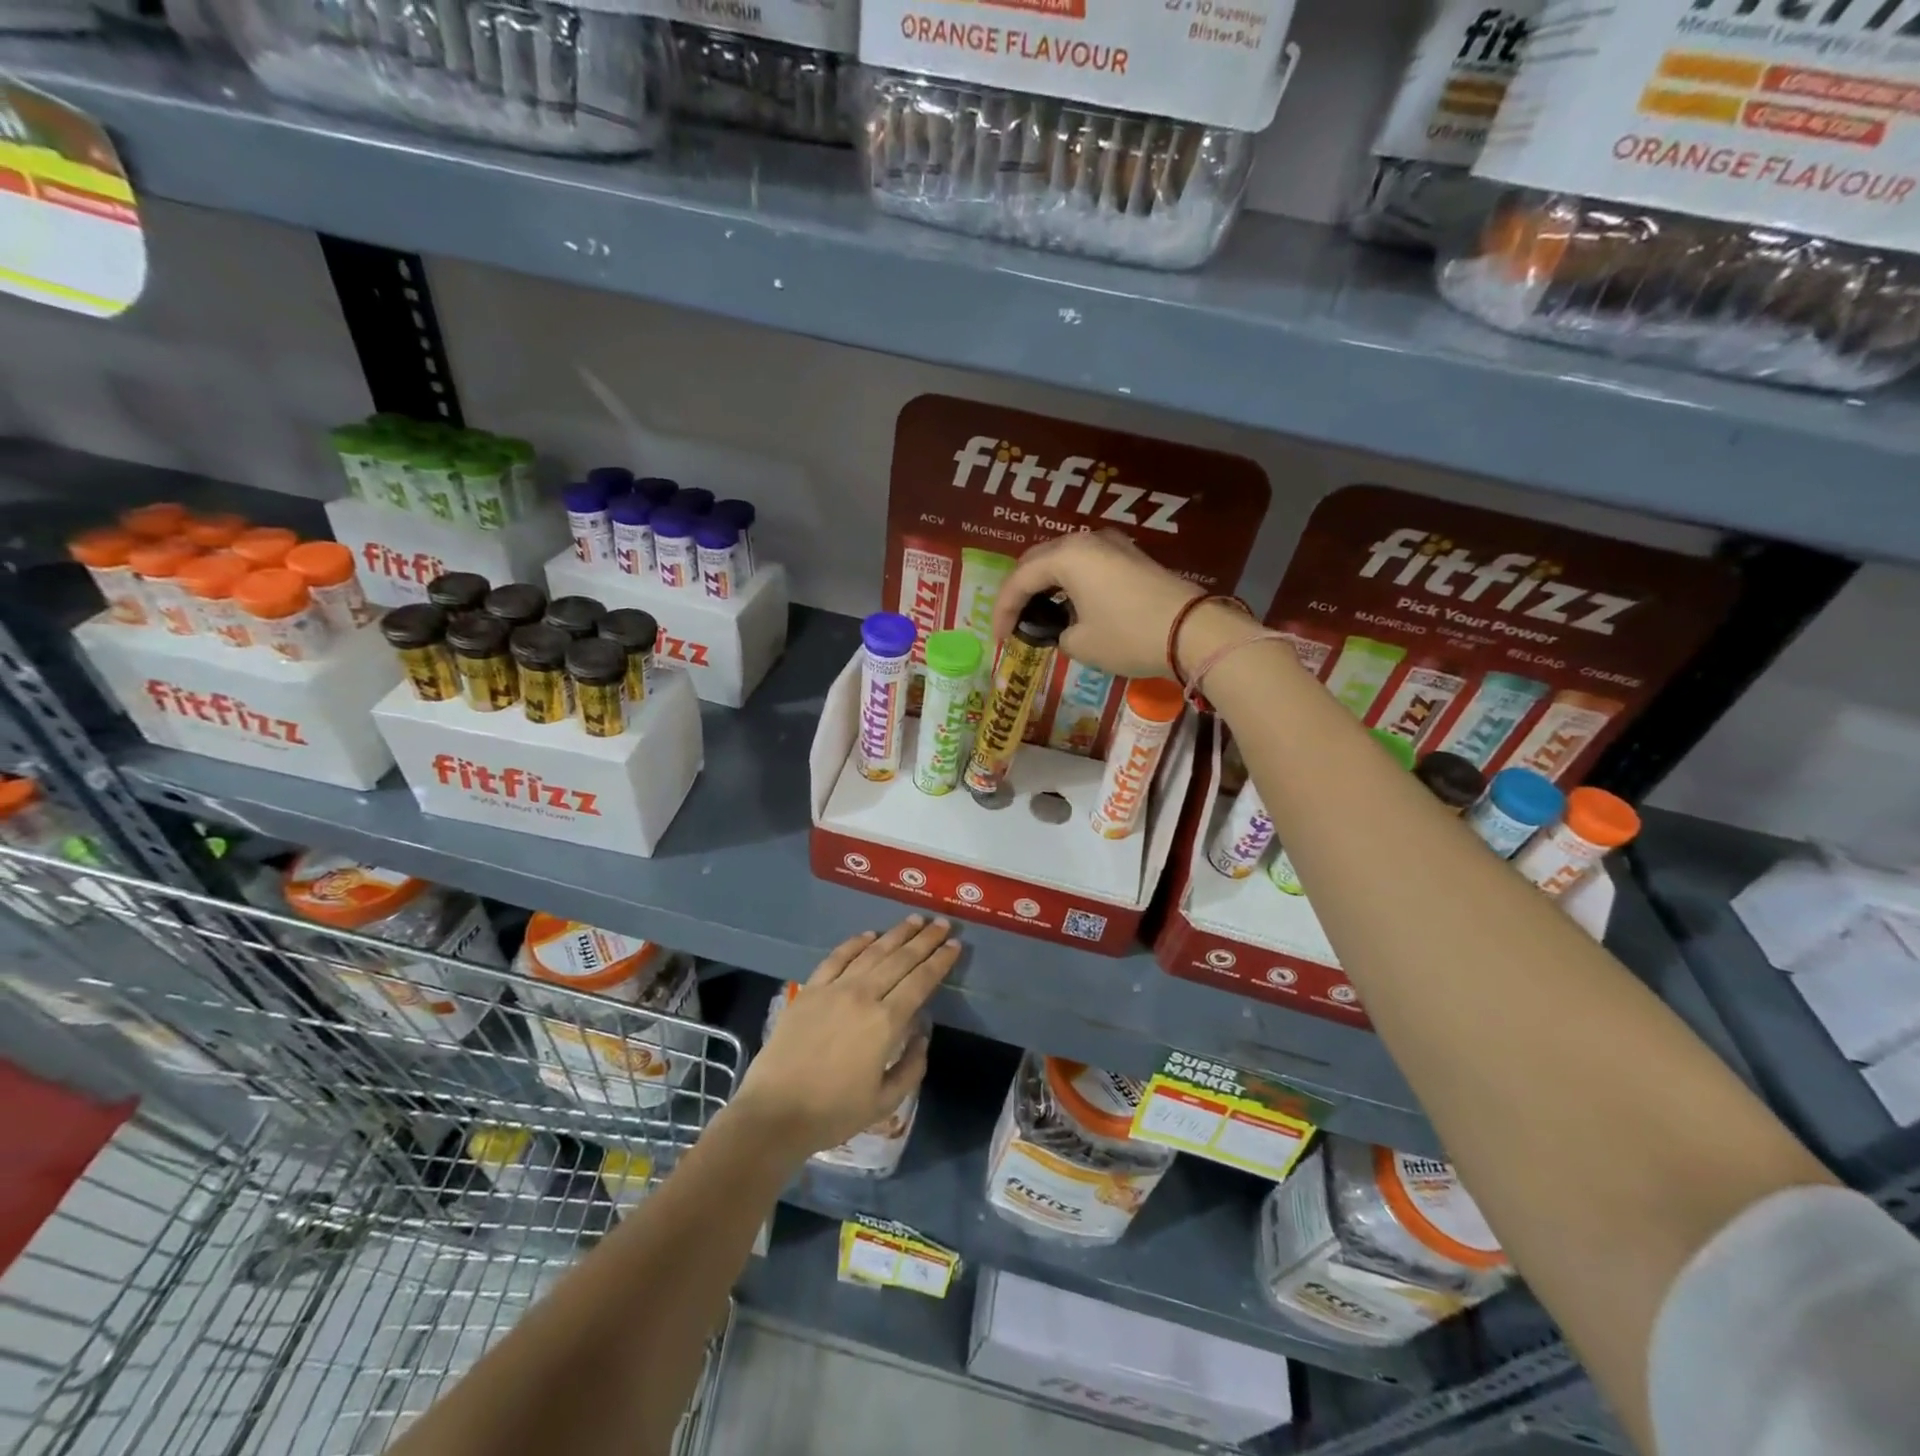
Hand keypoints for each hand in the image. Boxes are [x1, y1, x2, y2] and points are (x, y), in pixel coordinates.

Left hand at [733, 916, 958, 1159]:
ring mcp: (833, 989)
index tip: (955, 945)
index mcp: (886, 1023)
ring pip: (871, 952)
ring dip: (895, 934)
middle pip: (900, 960)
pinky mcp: (809, 990)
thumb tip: (922, 1035)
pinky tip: (869, 935)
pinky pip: (836, 958)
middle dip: (925, 939)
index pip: (920, 982)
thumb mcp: (884, 1102)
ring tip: (914, 920)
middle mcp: (863, 996)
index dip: (940, 961)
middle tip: (942, 923)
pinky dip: (855, 943)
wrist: (774, 1112)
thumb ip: (911, 1067)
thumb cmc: (833, 1112)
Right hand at [990, 531, 1203, 678]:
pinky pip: (1087, 564)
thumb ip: (1058, 633)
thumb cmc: (1128, 636)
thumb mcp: (1081, 643)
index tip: (1000, 639)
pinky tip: (1069, 605)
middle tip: (1014, 621)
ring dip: (1046, 584)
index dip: (1003, 611)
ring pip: (1063, 559)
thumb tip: (1066, 629)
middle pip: (1038, 561)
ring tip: (1038, 613)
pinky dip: (1070, 582)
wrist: (1192, 631)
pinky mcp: (1131, 557)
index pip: (1019, 580)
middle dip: (1021, 591)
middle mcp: (1086, 540)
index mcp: (1066, 556)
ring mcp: (1112, 545)